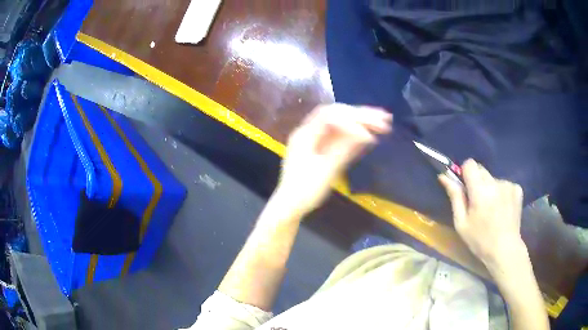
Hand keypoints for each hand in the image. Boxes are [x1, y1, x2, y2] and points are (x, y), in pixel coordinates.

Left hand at [274, 103, 391, 217]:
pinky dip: (354, 134)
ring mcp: (315, 139)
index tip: (369, 135)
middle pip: (336, 115)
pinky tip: (369, 134)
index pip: (329, 116)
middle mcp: (309, 131)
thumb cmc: (304, 191)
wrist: (290, 206)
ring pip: (340, 124)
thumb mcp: (325, 171)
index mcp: (305, 134)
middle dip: (360, 115)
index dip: (351, 120)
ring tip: (383, 122)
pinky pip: (338, 135)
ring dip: (360, 122)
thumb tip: (366, 134)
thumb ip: (344, 149)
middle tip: (384, 118)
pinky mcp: (320, 148)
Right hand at [439, 159, 525, 267]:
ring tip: (492, 208)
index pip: (470, 164)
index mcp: (480, 191)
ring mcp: (508, 185)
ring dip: (490, 188)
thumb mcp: (461, 223)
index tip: (465, 187)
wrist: (505, 250)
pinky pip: (505, 184)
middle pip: (481, 170)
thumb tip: (444, 176)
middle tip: (477, 202)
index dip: (465, 173)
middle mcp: (495, 183)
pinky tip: (502, 208)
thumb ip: (455, 196)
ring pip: (493, 178)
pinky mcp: (517, 189)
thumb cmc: (479, 240)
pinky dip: (502, 192)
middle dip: (477, 182)